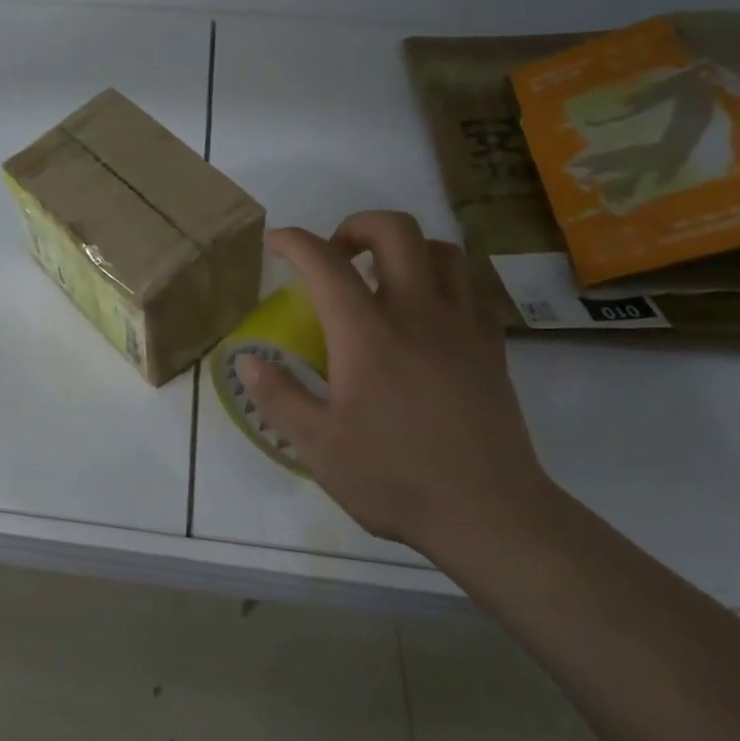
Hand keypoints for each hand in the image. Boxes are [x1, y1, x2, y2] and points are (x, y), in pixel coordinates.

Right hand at [235, 212, 553, 550]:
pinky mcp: (491, 348)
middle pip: (395, 231)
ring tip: (381, 277)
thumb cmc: (395, 479)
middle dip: (356, 225)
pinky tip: (424, 314)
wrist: (489, 514)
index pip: (325, 264)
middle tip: (334, 255)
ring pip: (442, 250)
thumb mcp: (318, 446)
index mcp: (367, 335)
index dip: (295, 242)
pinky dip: (442, 281)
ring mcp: (462, 327)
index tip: (277, 243)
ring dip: (405, 248)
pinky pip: (470, 288)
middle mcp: (417, 314)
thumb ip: (278, 396)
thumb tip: (248, 359)